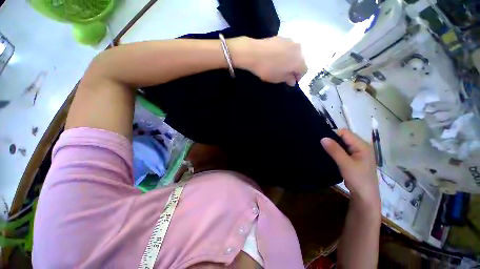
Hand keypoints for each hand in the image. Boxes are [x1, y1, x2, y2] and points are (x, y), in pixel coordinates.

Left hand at [229, 37, 307, 85]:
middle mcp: (298, 50)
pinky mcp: (281, 37)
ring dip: (290, 57)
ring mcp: (289, 42)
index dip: (298, 76)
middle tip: (286, 71)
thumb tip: (292, 80)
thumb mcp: (278, 78)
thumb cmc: (267, 67)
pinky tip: (275, 54)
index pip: (304, 70)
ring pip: (294, 52)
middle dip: (295, 66)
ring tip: (281, 62)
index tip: (291, 79)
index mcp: (300, 62)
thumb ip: (288, 79)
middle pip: (300, 60)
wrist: (252, 51)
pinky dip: (284, 51)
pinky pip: (286, 46)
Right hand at [321, 129, 379, 206]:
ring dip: (337, 150)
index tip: (322, 142)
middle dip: (335, 142)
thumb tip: (323, 138)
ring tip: (326, 154)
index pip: (346, 133)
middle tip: (322, 148)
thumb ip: (335, 151)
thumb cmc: (358, 180)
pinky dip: (341, 156)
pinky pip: (348, 154)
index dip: (334, 135)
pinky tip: (334, 161)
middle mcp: (363, 147)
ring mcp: (362, 155)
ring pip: (346, 147)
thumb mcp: (346, 165)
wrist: (366, 198)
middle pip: (346, 138)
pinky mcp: (359, 162)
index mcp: (362, 144)